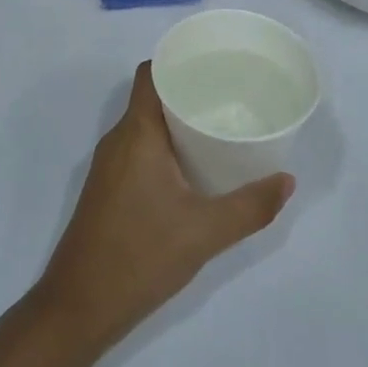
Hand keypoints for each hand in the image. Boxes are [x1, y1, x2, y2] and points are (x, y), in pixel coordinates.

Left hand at [31, 63, 293, 353]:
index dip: (177, 61)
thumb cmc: (141, 255)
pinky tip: (192, 168)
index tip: (213, 64)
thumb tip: (287, 181)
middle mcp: (118, 139)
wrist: (80, 305)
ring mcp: (109, 165)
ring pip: (144, 125)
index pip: (150, 74)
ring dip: (176, 122)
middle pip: (151, 97)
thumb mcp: (205, 232)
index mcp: (136, 133)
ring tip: (217, 127)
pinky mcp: (108, 188)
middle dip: (187, 92)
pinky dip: (164, 146)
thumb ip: (250, 207)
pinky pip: (138, 149)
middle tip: (229, 97)